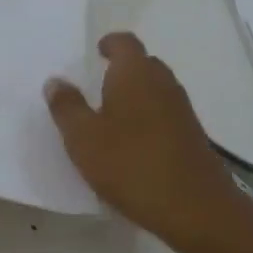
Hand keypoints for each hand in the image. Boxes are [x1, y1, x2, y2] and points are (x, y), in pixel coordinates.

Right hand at [44, 32, 247, 240]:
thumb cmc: (132, 164)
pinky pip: (165, 114)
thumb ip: (67, 106)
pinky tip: (134, 145)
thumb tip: (56, 81)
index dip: (110, 43)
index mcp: (134, 72)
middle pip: (143, 63)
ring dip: (136, 96)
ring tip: (112, 117)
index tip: (97, 52)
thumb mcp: (83, 138)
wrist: (197, 210)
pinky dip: (149, 119)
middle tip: (98, 86)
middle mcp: (162, 82)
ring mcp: (182, 110)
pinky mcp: (193, 136)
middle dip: (122, 70)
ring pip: (156, 90)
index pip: (125, 42)